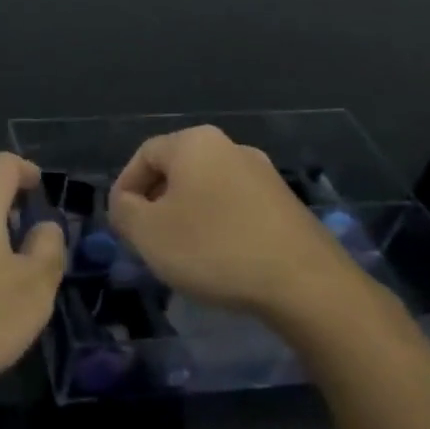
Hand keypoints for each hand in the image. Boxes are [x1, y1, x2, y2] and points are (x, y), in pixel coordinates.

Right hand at [109, 125, 380, 338]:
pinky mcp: (287, 205)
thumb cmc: (214, 249)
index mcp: (195, 143)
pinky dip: (219, 227)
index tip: (121, 225)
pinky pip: (236, 207)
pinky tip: (220, 259)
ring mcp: (264, 175)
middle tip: (148, 238)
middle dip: (157, 202)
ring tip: (182, 254)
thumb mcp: (148, 233)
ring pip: (208, 189)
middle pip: (177, 170)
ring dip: (188, 215)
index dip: (125, 188)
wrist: (307, 285)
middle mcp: (231, 147)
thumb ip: (124, 211)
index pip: (144, 155)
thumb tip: (127, 204)